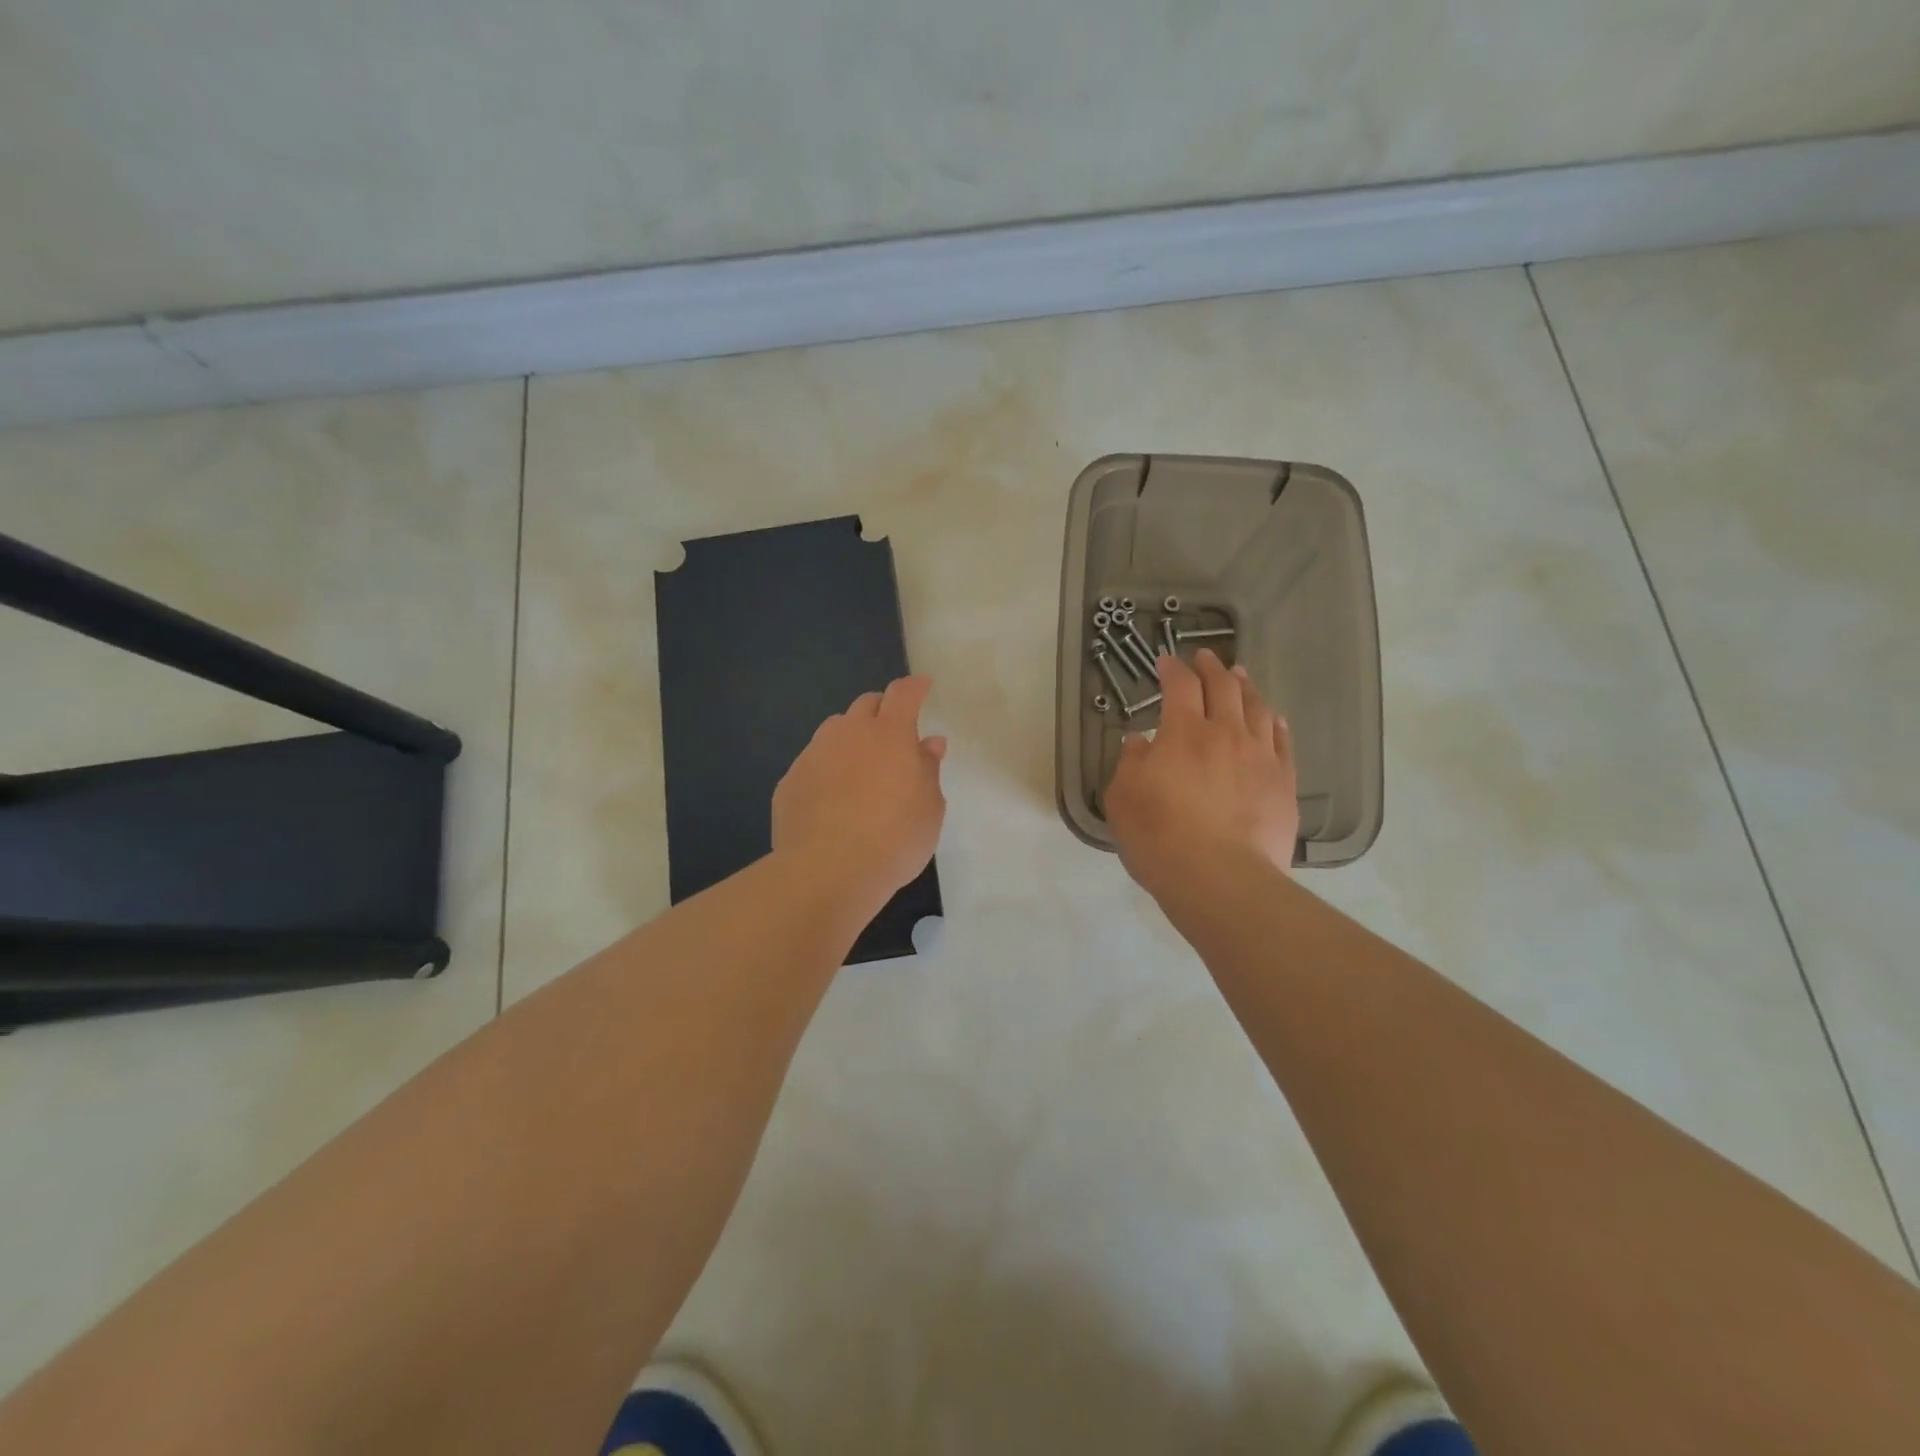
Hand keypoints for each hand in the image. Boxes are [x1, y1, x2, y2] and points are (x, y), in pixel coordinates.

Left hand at [772, 675, 947, 916]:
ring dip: (851, 737)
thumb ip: (928, 770)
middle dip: (882, 710)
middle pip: (866, 704)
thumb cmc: (894, 840)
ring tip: (860, 767)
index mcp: (890, 734)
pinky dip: (827, 769)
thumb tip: (929, 743)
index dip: (914, 686)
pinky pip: (813, 762)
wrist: (827, 871)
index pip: (903, 693)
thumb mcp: (929, 809)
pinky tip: (832, 798)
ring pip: (835, 730)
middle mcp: (849, 733)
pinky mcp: (790, 781)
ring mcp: (814, 754)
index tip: (923, 685)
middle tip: (893, 734)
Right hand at [1104, 649, 1298, 902]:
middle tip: (1206, 658)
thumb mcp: (1122, 798)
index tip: (1166, 661)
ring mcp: (1260, 757)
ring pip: (1257, 708)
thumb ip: (1130, 763)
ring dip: (1246, 687)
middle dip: (1212, 668)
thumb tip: (1140, 741)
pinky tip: (1274, 719)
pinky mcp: (1283, 782)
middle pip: (1224, 687)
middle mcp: (1226, 734)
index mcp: (1183, 732)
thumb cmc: (1159, 837)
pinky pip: (1283, 742)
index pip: (1180, 686)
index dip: (1172, 669)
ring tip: (1240, 677)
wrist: (1220, 878)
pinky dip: (1276, 723)